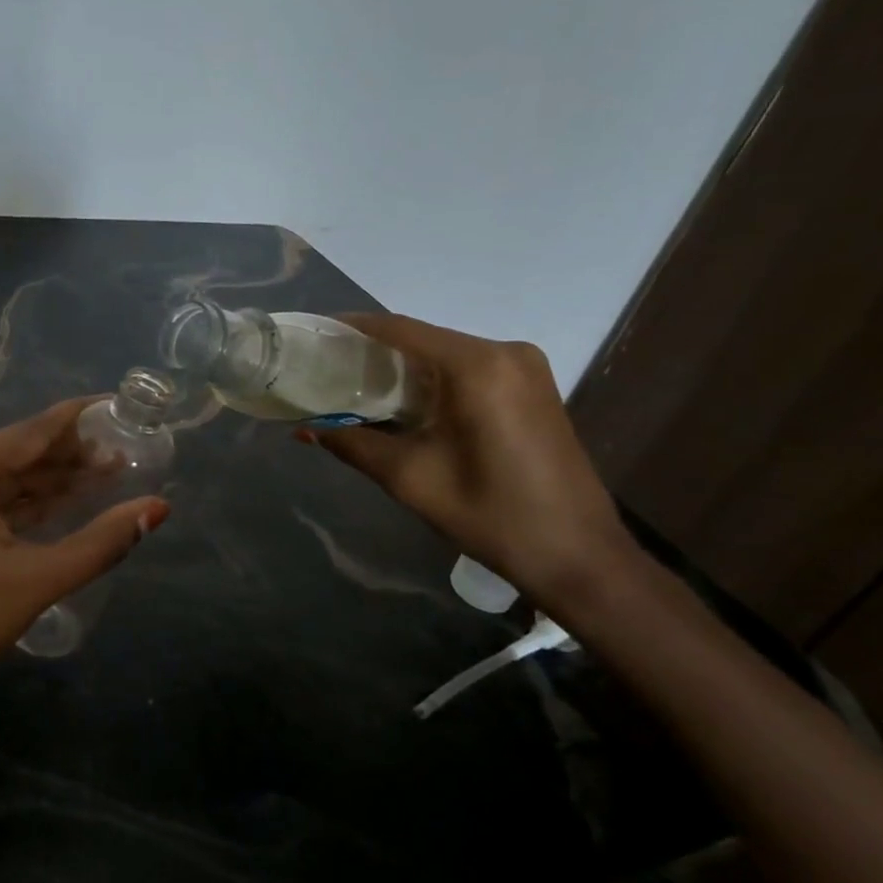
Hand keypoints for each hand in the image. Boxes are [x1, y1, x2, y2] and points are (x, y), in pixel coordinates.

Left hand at [0, 398, 169, 725]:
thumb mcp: (36, 583)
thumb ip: (101, 542)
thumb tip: (159, 508)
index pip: (32, 431)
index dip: (80, 419)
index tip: (121, 407)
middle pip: (17, 452)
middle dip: (71, 456)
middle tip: (128, 454)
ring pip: (3, 478)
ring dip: (51, 481)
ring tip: (108, 476)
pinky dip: (24, 503)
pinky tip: (65, 501)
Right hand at [301, 314, 634, 610]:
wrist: (577, 555)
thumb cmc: (490, 515)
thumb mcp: (410, 478)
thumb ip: (352, 443)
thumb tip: (305, 429)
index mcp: (477, 366)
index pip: (401, 329)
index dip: (354, 327)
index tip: (316, 333)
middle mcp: (506, 352)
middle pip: (424, 339)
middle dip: (376, 351)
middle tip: (329, 369)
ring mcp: (526, 368)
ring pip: (446, 355)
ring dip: (405, 368)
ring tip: (358, 387)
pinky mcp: (534, 387)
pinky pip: (470, 370)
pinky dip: (434, 380)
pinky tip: (407, 403)